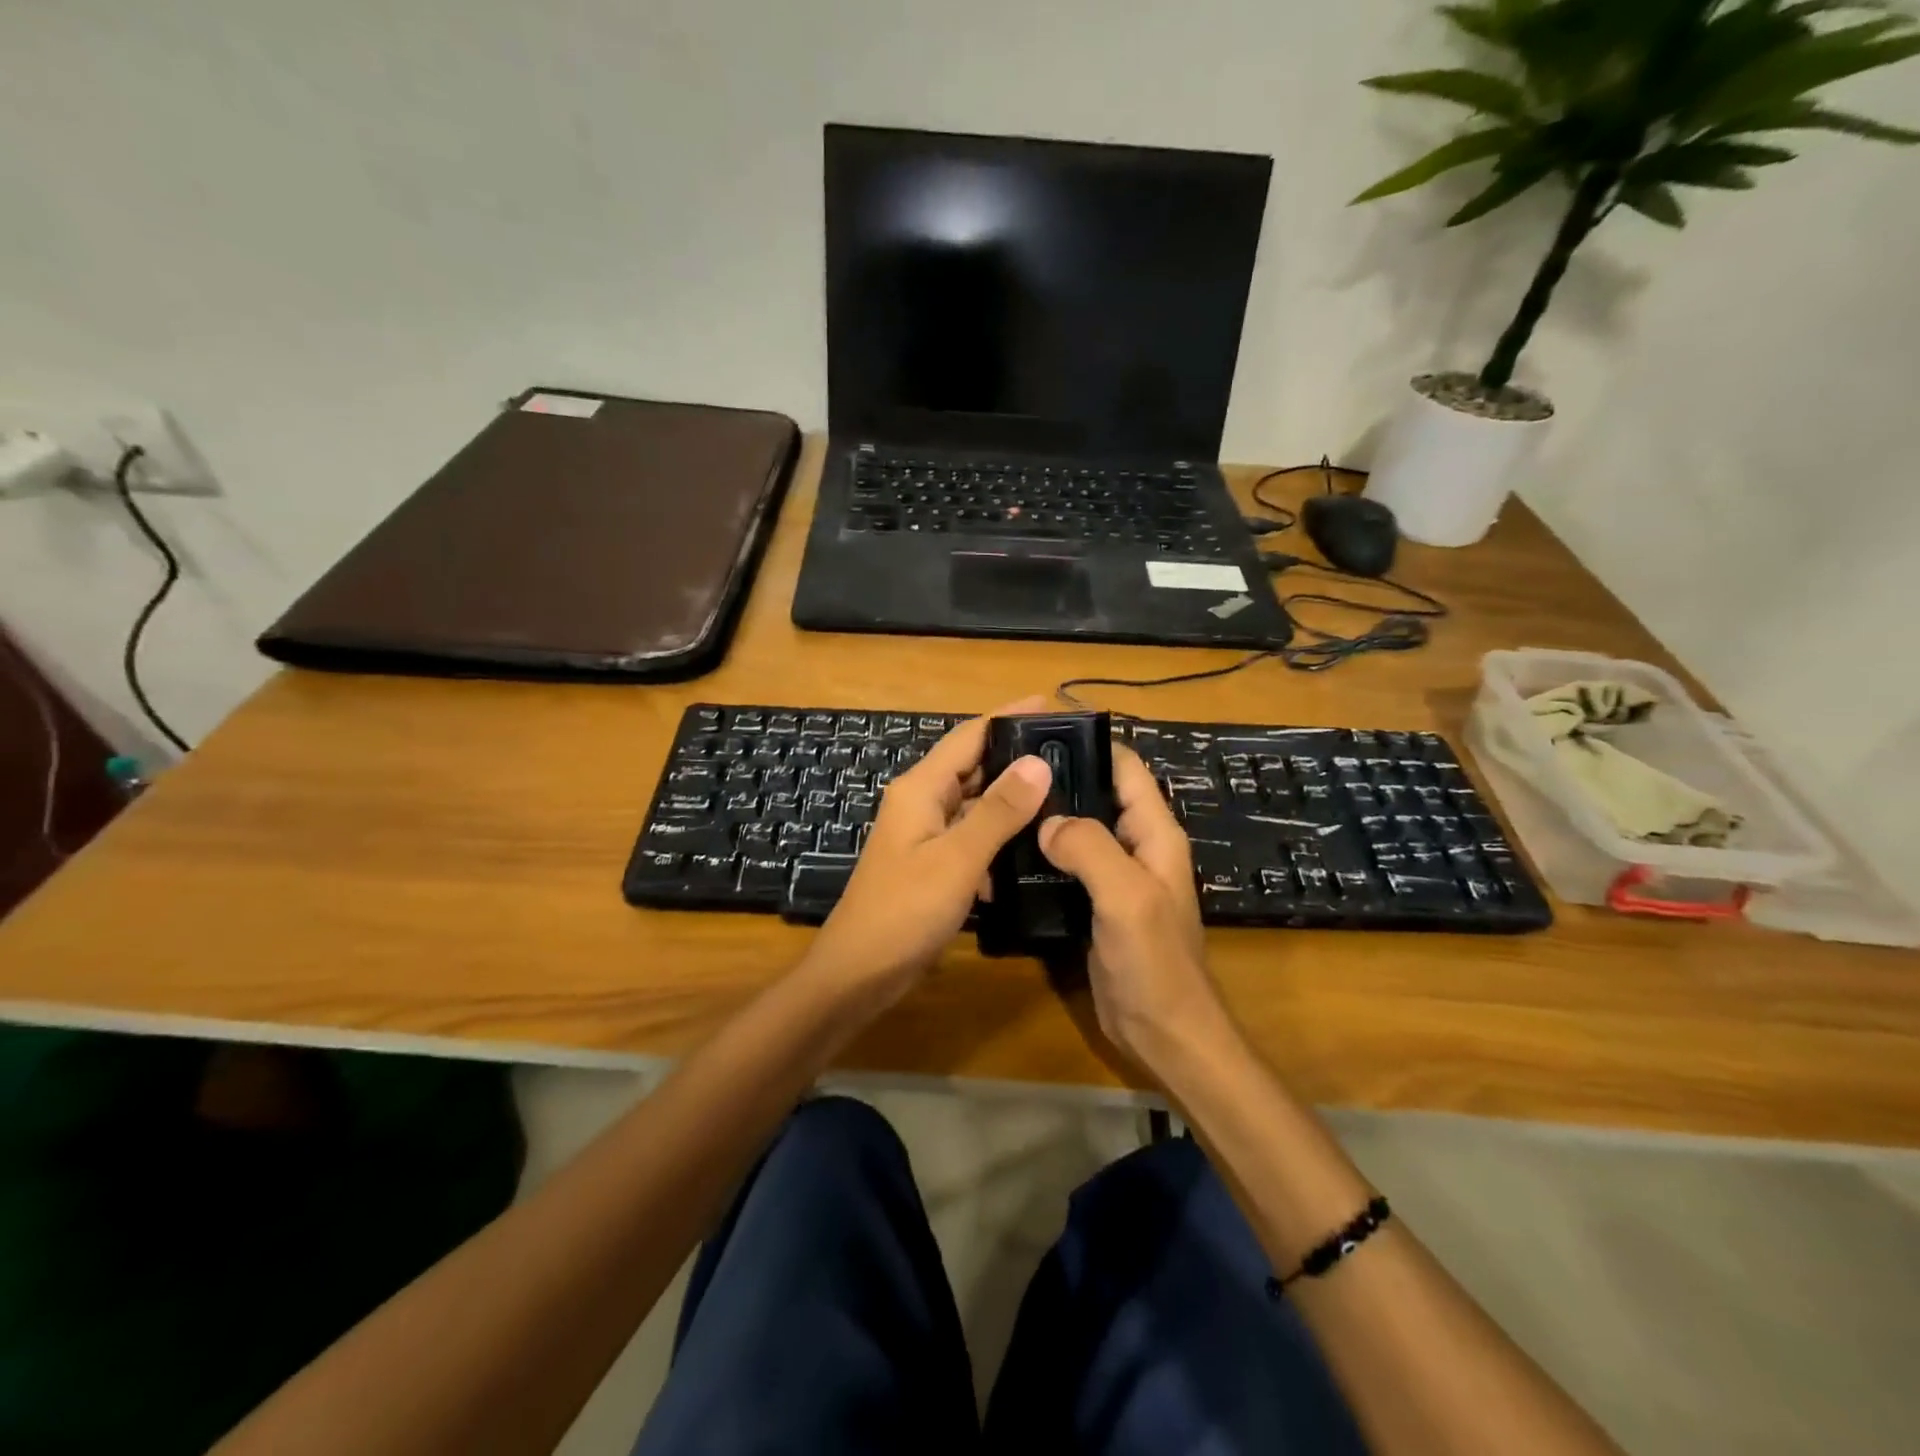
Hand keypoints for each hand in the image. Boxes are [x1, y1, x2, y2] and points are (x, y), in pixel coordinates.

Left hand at [803, 697, 1053, 999]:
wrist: (859, 973)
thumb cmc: (904, 911)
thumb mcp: (957, 859)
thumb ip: (998, 811)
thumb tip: (1038, 761)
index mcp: (921, 788)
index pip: (971, 735)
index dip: (1011, 717)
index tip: (1055, 708)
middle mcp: (922, 801)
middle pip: (974, 765)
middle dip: (1018, 758)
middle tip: (1072, 755)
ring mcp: (926, 834)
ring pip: (976, 803)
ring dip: (1013, 800)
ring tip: (1065, 796)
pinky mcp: (933, 863)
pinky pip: (973, 837)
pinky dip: (1000, 838)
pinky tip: (1033, 849)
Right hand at [1037, 744, 1236, 1076]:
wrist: (1163, 1034)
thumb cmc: (1154, 963)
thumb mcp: (1127, 897)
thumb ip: (1090, 848)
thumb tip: (1047, 820)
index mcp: (1154, 833)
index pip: (1126, 768)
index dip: (1091, 743)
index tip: (1042, 730)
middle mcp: (1136, 846)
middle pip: (1097, 794)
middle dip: (1060, 778)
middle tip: (1006, 767)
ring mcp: (1115, 877)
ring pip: (1078, 831)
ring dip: (1048, 816)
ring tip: (1000, 802)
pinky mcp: (1094, 904)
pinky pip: (1067, 866)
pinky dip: (1042, 853)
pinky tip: (1008, 851)